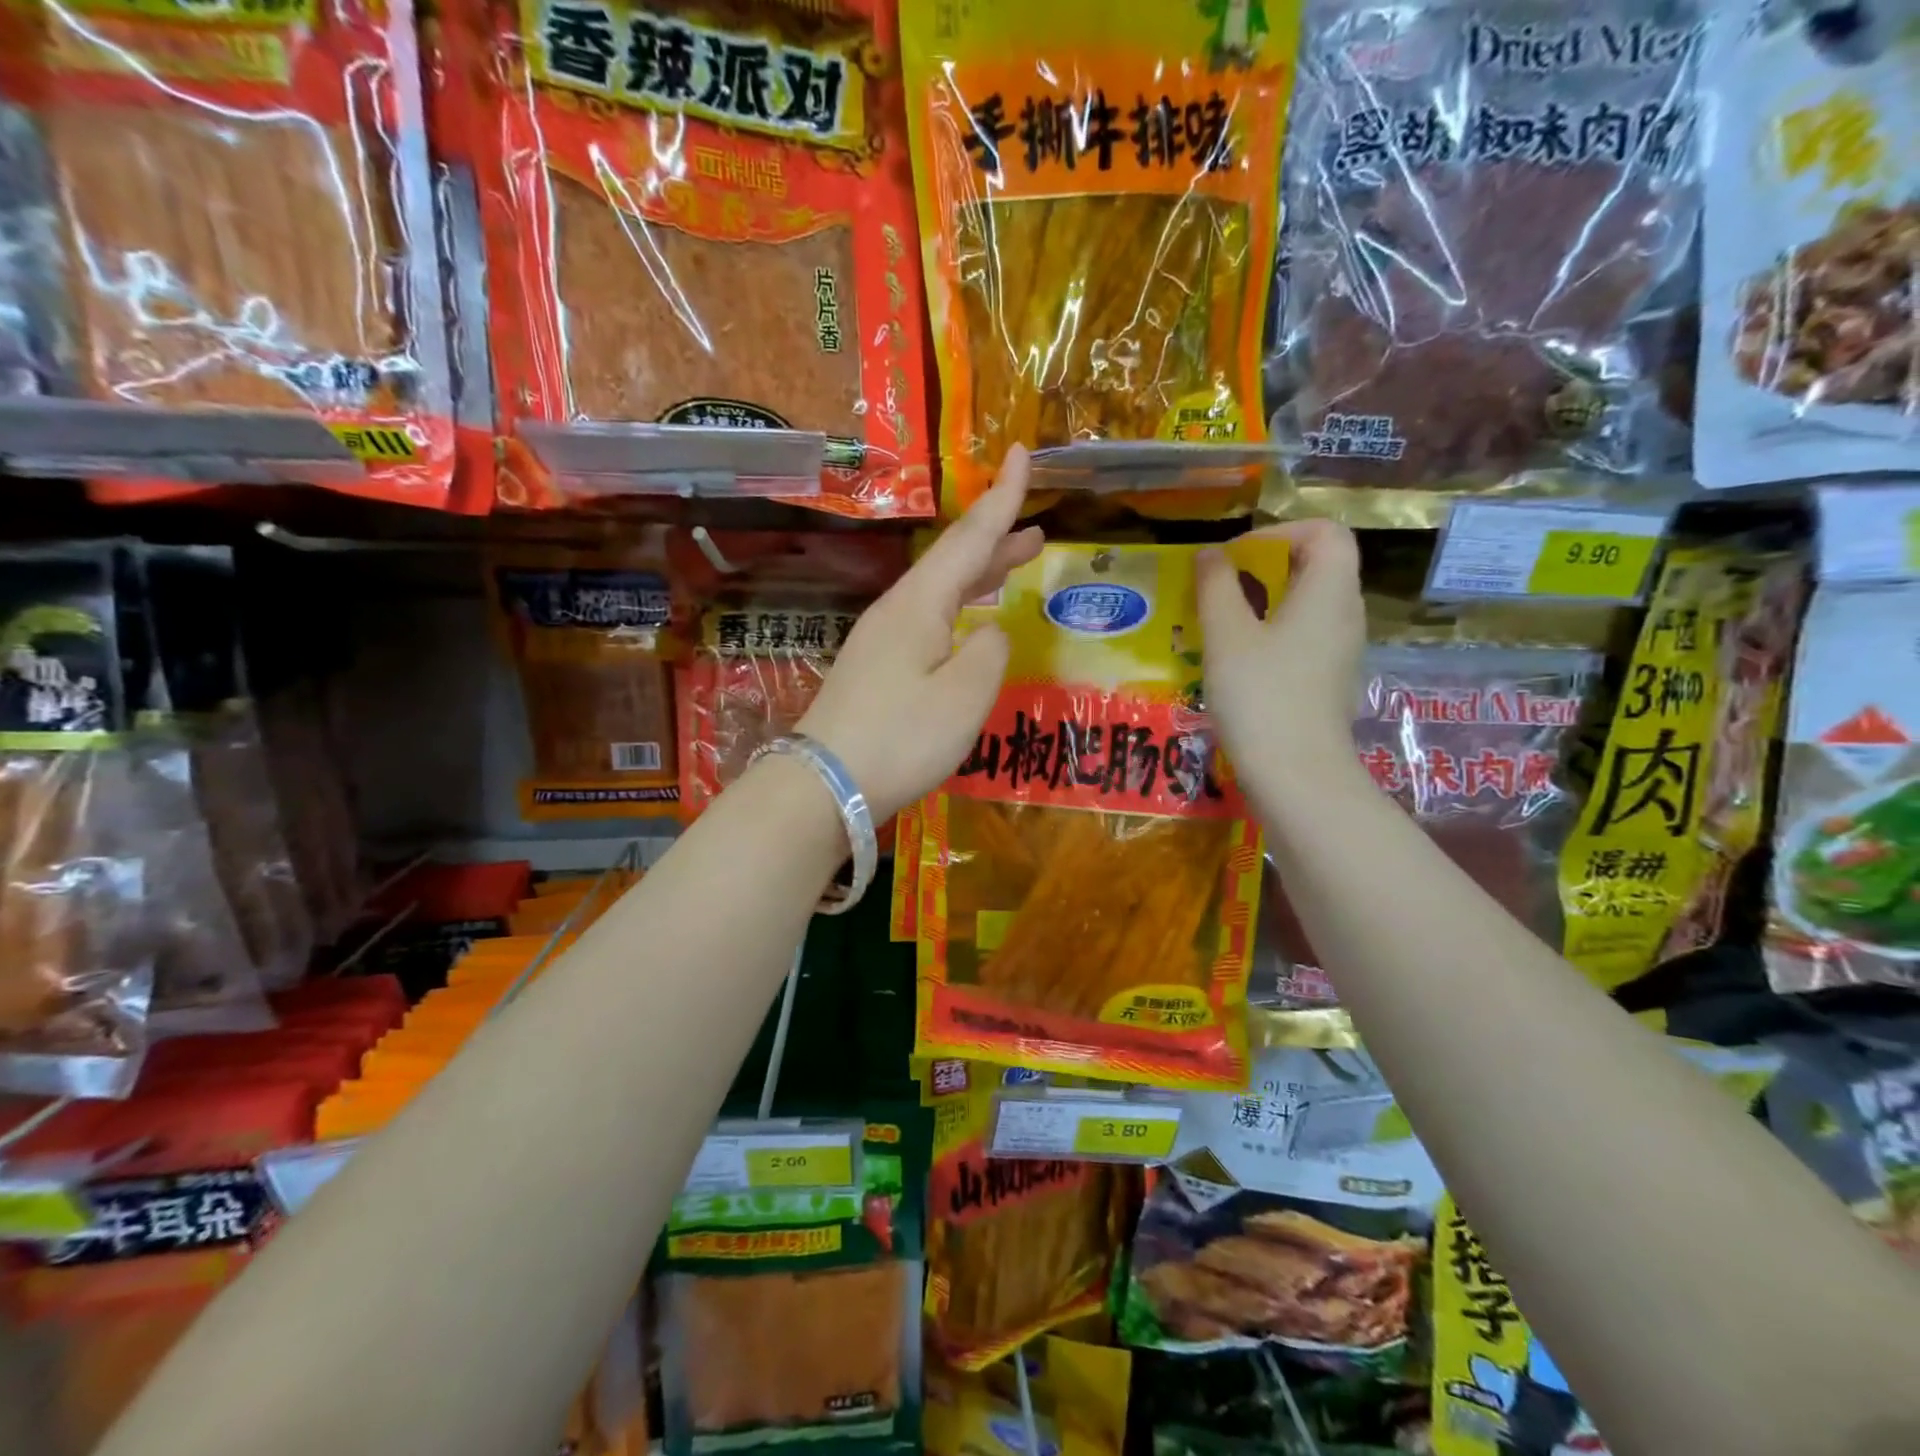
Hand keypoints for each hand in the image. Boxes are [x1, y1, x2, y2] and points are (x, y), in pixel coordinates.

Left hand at [797, 448, 1043, 821]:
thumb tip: (990, 631)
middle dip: (996, 541)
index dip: (1002, 498)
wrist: (824, 784)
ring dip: (978, 575)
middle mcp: (897, 611)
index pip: (969, 538)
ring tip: (1013, 566)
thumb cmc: (900, 738)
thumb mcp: (964, 696)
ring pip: (939, 591)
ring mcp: (881, 640)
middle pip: (953, 563)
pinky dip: (958, 607)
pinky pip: (928, 619)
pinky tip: (967, 623)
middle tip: (1036, 532)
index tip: (1023, 454)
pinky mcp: (876, 668)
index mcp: (920, 604)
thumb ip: (990, 652)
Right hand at [1197, 519, 1366, 805]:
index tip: (1235, 559)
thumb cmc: (1261, 695)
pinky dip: (1274, 632)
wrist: (1297, 773)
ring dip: (1266, 601)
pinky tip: (1240, 659)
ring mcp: (1342, 649)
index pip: (1324, 531)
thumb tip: (1211, 555)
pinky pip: (1306, 635)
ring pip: (1308, 603)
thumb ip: (1216, 587)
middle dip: (1266, 566)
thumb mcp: (1226, 636)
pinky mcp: (1329, 678)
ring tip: (1222, 623)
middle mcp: (1345, 613)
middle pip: (1317, 565)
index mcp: (1329, 591)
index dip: (1278, 533)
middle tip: (1221, 589)